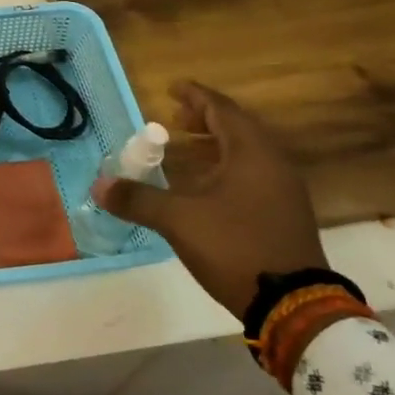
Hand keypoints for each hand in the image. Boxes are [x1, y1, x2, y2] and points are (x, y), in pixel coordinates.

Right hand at [91, 80, 325, 320]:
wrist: (295, 306)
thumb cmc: (235, 247)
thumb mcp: (179, 220)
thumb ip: (138, 199)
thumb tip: (99, 185)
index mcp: (252, 153)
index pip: (221, 109)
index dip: (195, 96)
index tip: (172, 88)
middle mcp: (274, 163)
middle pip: (238, 127)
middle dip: (205, 119)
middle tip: (175, 120)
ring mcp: (285, 190)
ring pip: (248, 152)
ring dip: (217, 144)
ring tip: (187, 148)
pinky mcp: (286, 214)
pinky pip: (254, 174)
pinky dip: (228, 166)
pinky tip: (208, 186)